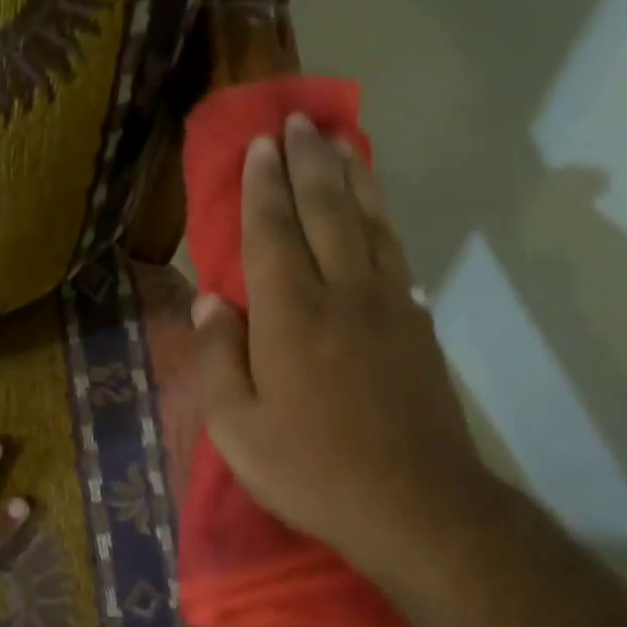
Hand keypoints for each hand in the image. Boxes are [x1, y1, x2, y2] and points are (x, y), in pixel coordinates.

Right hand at [191, 114, 496, 582]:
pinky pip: (396, 254)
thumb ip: (218, 357)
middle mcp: (343, 293)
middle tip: (299, 122)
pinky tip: (376, 212)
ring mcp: (389, 306)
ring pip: (369, 223)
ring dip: (352, 177)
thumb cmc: (310, 469)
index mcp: (291, 315)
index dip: (264, 186)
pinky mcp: (418, 326)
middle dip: (309, 162)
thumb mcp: (237, 427)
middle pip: (326, 211)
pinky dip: (382, 221)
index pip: (272, 232)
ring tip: (341, 141)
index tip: (261, 145)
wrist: (414, 504)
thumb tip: (208, 301)